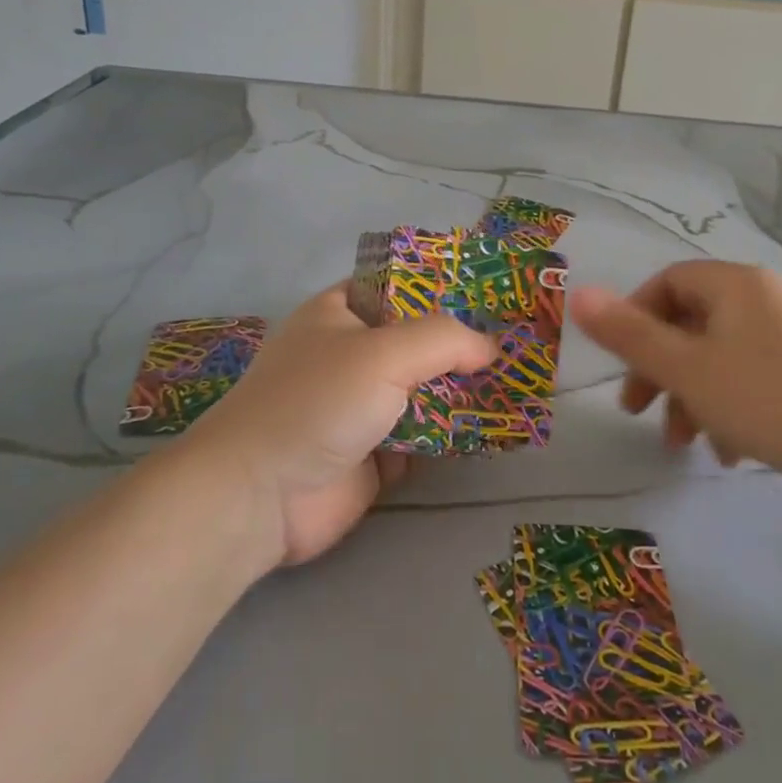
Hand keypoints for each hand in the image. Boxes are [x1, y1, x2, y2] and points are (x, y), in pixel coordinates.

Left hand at [192, 285, 496, 565]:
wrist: (262, 496)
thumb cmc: (318, 402)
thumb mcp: (385, 351)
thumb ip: (445, 340)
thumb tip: (492, 348)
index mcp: (340, 313)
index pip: (400, 287)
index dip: (444, 288)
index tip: (494, 295)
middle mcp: (351, 354)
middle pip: (418, 342)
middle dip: (463, 346)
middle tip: (519, 343)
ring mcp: (361, 406)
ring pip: (425, 391)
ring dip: (463, 392)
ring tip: (519, 382)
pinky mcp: (373, 454)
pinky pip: (424, 436)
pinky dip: (452, 434)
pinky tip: (494, 427)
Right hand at [570, 262, 781, 513]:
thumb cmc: (766, 398)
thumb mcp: (685, 368)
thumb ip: (628, 334)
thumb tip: (577, 293)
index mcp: (735, 286)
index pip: (668, 282)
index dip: (635, 317)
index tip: (621, 361)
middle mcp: (764, 300)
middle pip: (691, 324)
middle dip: (659, 369)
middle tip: (635, 409)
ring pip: (719, 358)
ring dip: (690, 397)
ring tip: (682, 443)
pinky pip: (752, 380)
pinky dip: (729, 410)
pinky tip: (728, 453)